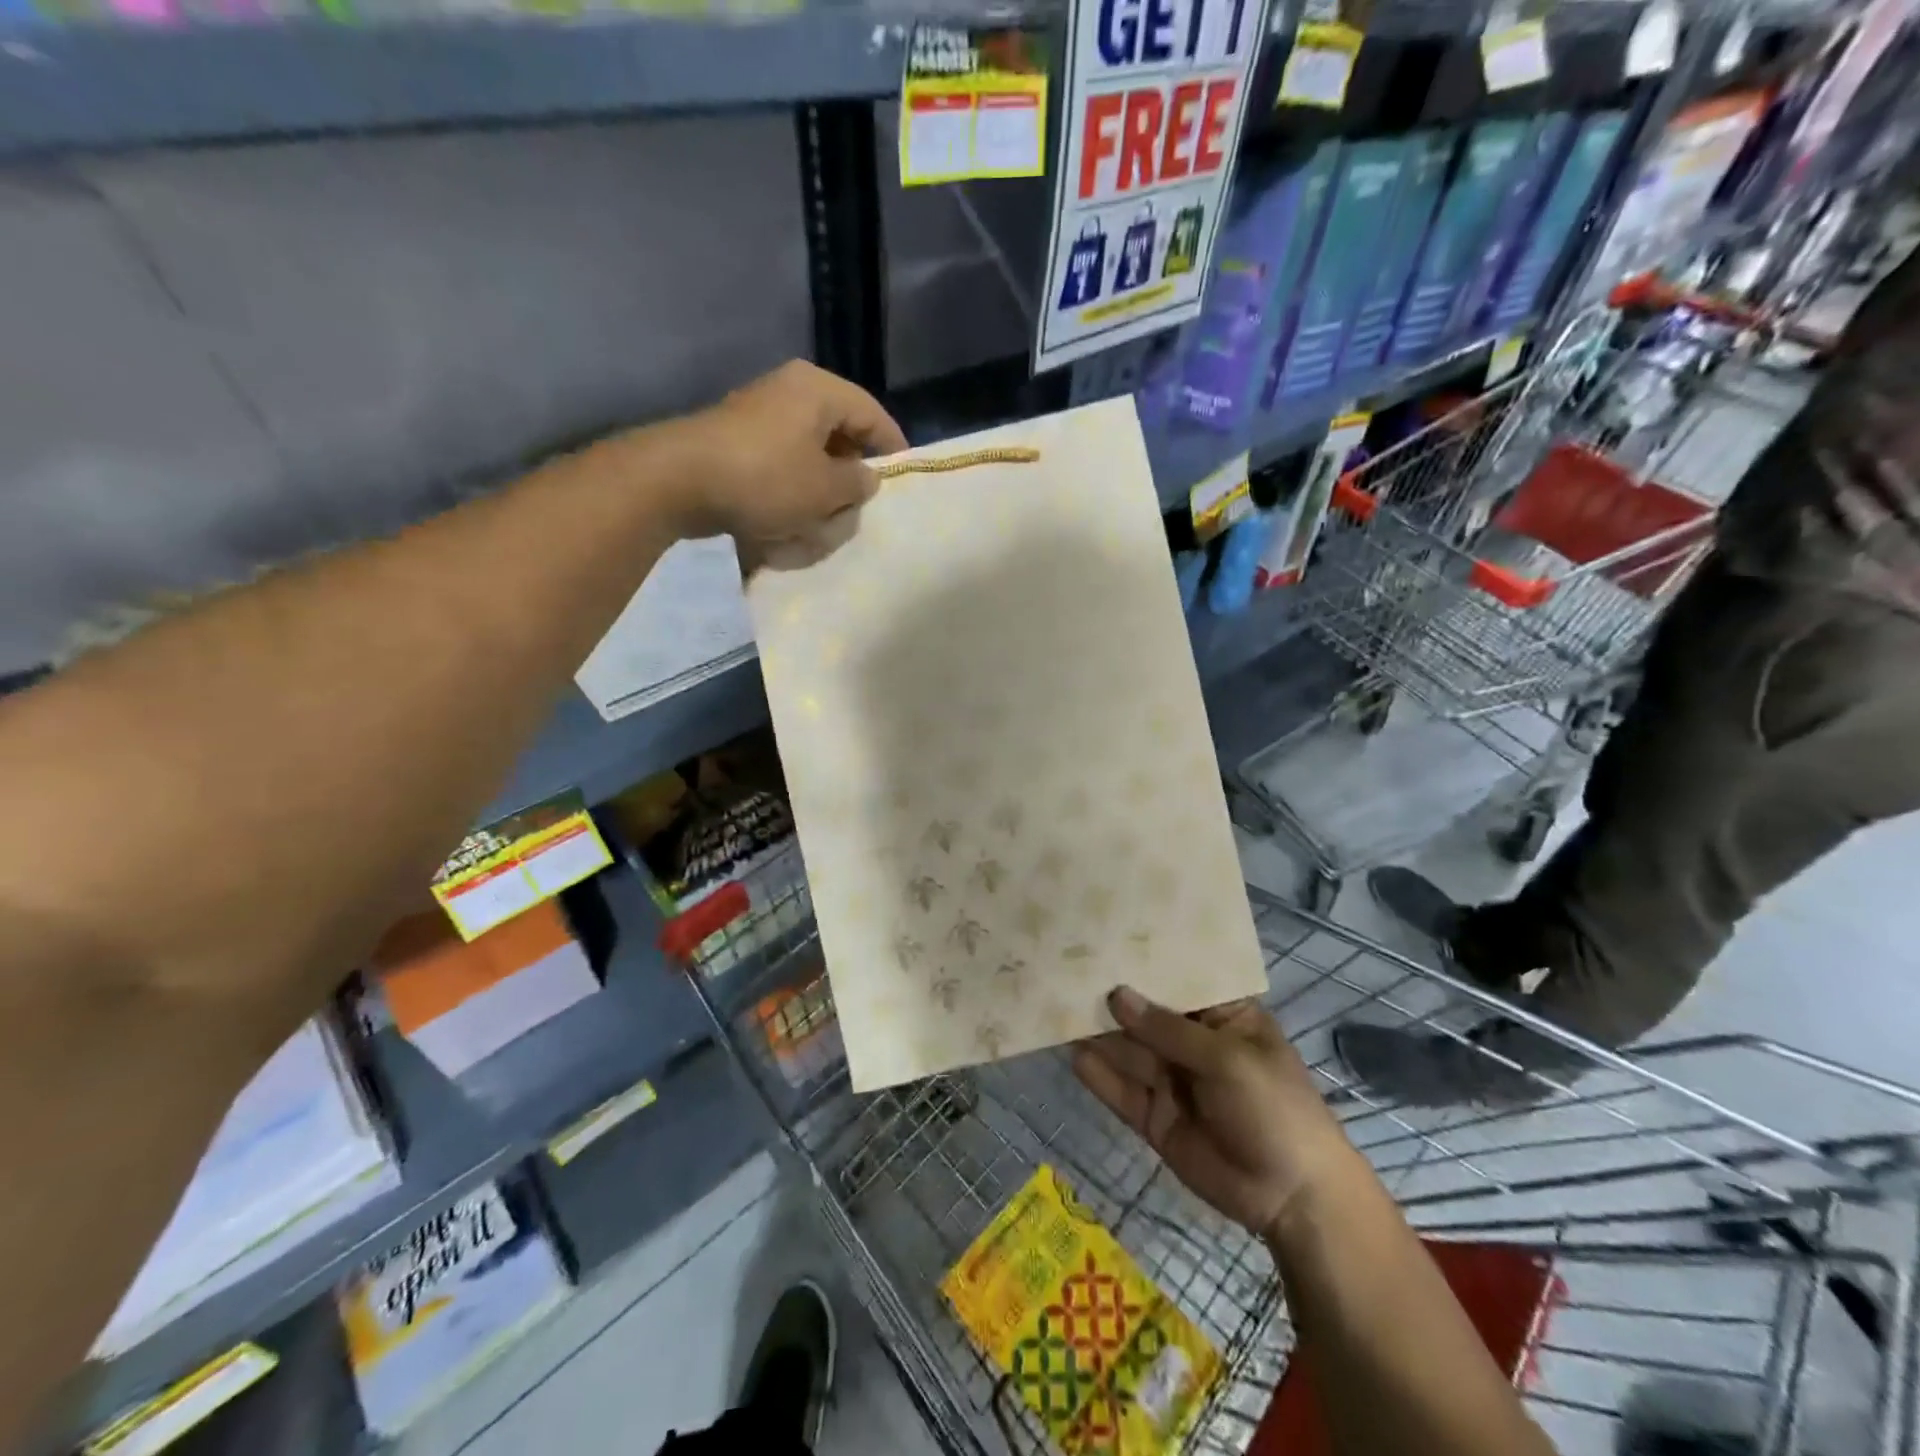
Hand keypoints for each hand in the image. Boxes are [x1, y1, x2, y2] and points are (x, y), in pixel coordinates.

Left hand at [655, 360, 907, 552]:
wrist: (678, 482)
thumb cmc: (766, 480)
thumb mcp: (825, 489)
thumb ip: (857, 483)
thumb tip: (866, 477)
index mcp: (818, 390)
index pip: (872, 415)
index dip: (892, 449)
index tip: (902, 482)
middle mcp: (791, 391)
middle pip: (840, 434)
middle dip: (851, 475)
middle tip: (858, 508)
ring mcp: (760, 414)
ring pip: (810, 454)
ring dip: (820, 489)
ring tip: (822, 522)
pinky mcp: (738, 440)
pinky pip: (781, 464)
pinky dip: (791, 491)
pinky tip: (789, 521)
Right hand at [1073, 987, 1362, 1242]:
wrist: (1292, 1199)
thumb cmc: (1274, 1109)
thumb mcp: (1227, 1060)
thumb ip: (1167, 1029)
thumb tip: (1116, 995)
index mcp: (1221, 1016)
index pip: (1178, 979)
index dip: (1145, 960)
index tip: (1104, 934)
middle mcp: (1192, 1042)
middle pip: (1144, 1013)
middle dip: (1110, 995)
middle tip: (1065, 968)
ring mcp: (1172, 1080)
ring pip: (1127, 1050)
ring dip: (1096, 1032)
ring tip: (1055, 1004)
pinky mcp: (1155, 1117)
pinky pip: (1122, 1090)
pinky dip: (1098, 1075)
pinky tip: (1070, 1054)